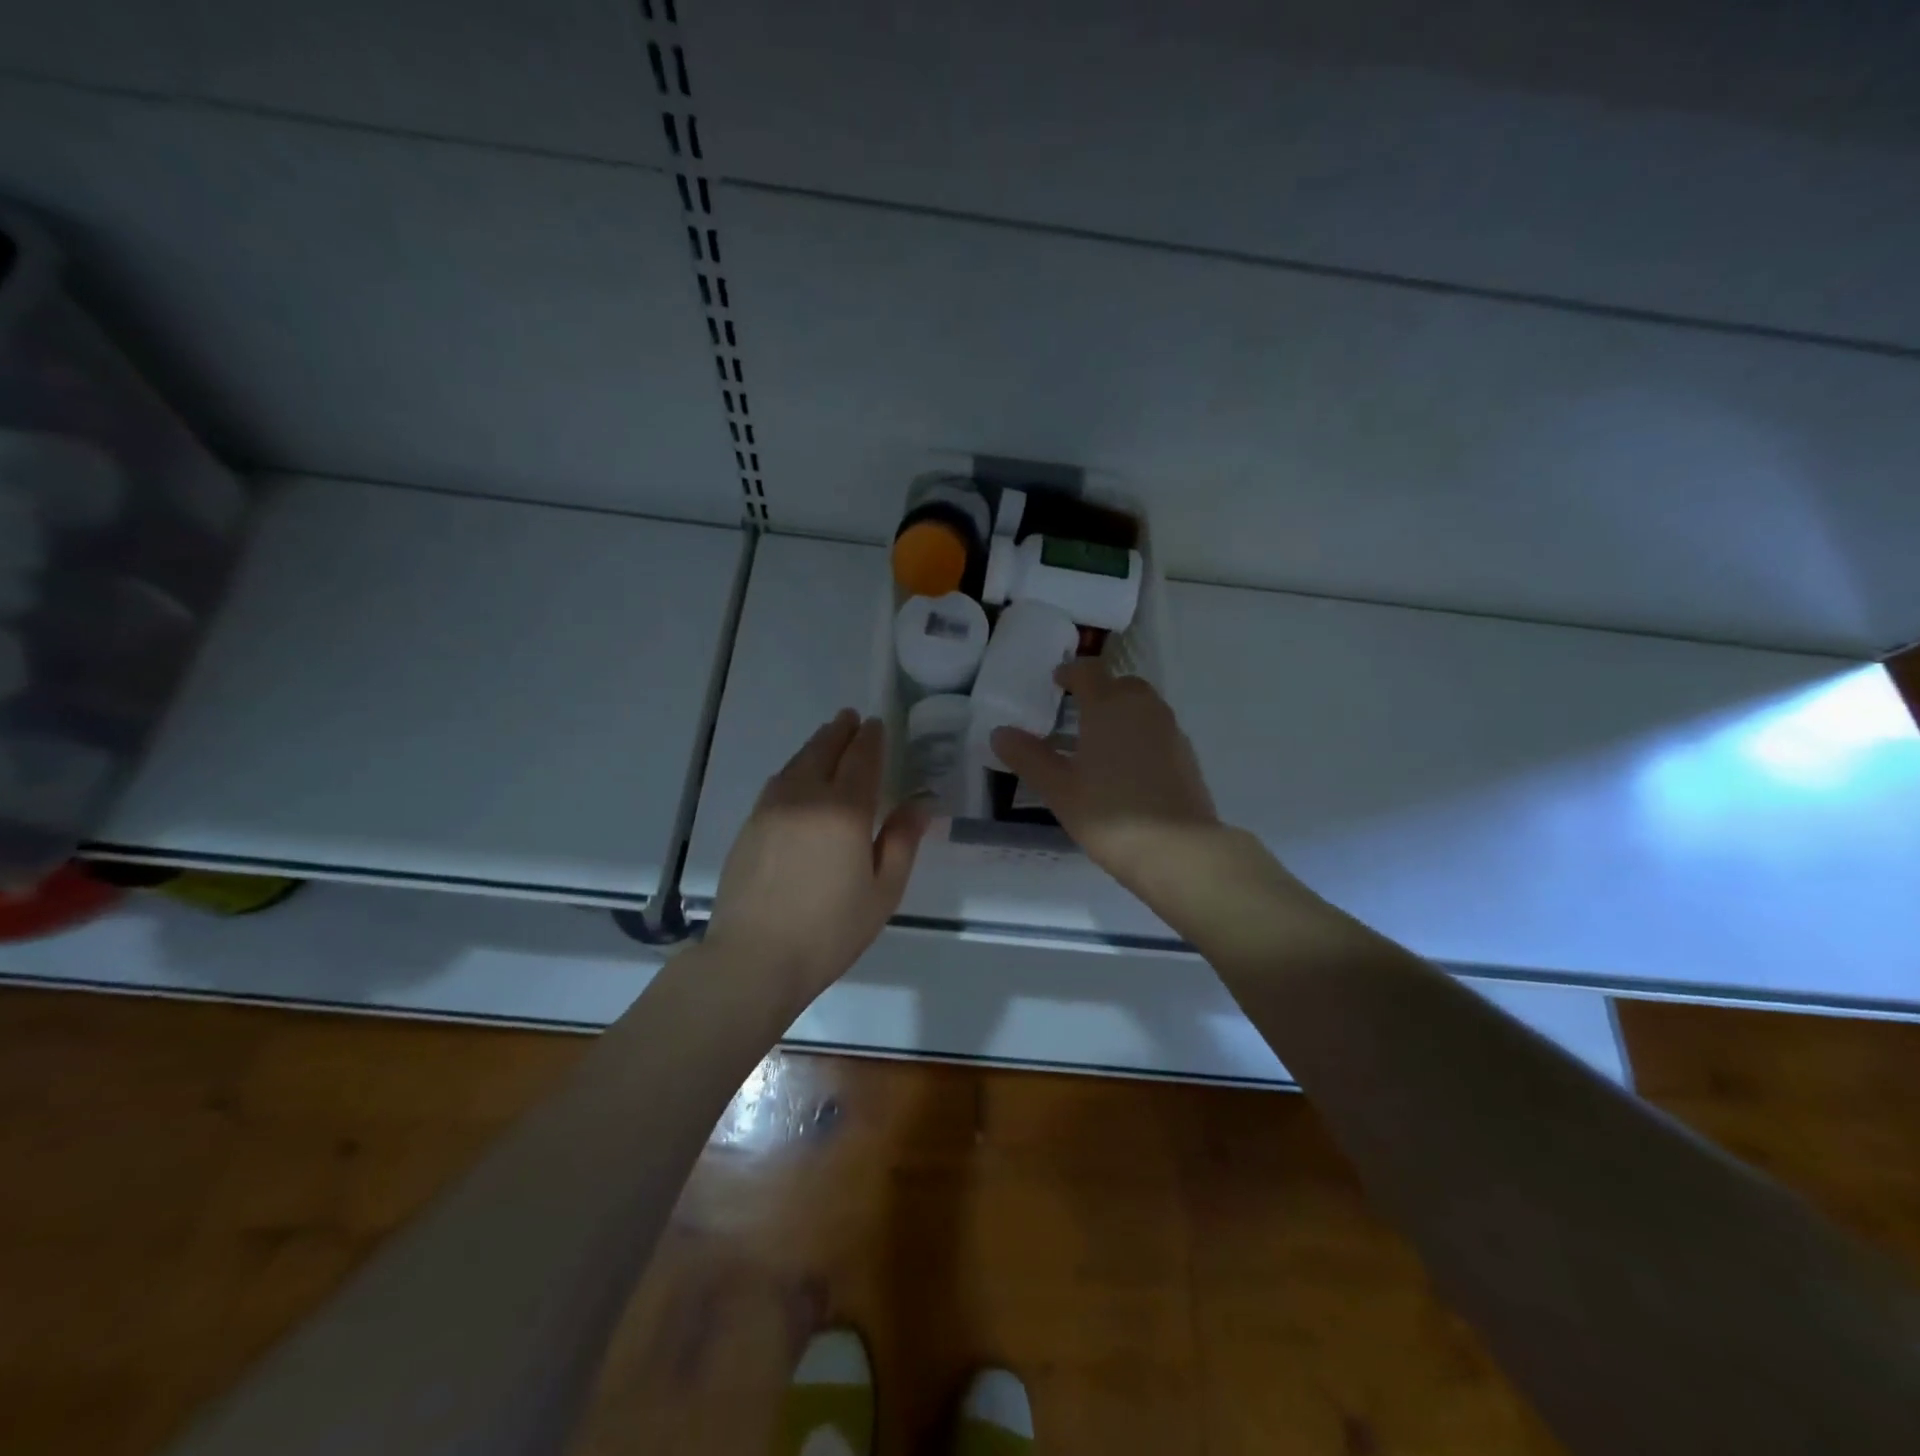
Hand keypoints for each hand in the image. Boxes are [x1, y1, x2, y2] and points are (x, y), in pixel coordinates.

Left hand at [704, 710, 929, 1003]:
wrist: (754, 958)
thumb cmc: (830, 930)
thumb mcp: (883, 891)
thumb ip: (902, 841)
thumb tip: (921, 803)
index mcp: (845, 810)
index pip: (861, 759)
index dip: (871, 739)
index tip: (876, 724)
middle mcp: (806, 797)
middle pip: (824, 750)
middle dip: (840, 731)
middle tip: (850, 718)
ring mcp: (772, 809)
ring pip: (797, 762)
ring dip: (815, 745)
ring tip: (827, 737)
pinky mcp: (750, 826)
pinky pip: (777, 782)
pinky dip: (793, 768)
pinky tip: (796, 776)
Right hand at [991, 660, 1221, 897]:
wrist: (1178, 851)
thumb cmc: (1109, 814)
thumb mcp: (1058, 788)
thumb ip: (1029, 757)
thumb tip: (1000, 732)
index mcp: (1109, 706)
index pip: (1088, 671)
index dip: (1070, 672)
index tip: (1056, 682)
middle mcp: (1144, 708)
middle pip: (1121, 685)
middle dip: (1099, 692)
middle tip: (1076, 714)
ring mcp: (1171, 731)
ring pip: (1143, 708)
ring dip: (1121, 715)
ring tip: (1098, 744)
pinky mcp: (1187, 757)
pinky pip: (1157, 733)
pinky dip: (1140, 738)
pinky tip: (1126, 770)